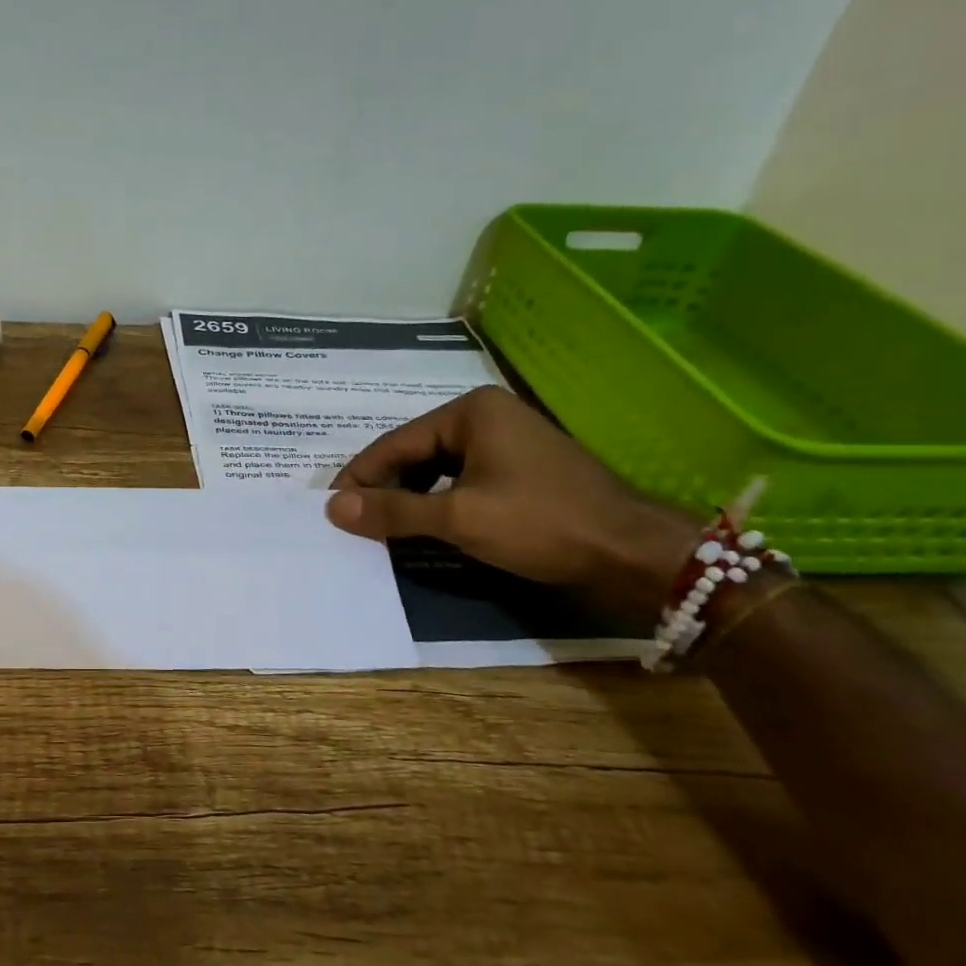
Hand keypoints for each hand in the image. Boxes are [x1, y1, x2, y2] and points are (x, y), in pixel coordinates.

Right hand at [327, 387, 697, 619]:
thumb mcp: (459, 518)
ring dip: (408, 496)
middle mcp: (486, 415)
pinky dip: (438, 501)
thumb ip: (393, 511)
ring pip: (437, 467)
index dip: (359, 477)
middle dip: (383, 487)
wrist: (636, 554)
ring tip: (380, 525)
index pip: (395, 443)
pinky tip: (423, 524)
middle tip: (352, 520)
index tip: (330, 507)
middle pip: (415, 452)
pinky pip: (461, 478)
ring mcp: (507, 441)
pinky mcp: (521, 468)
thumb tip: (331, 508)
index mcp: (470, 412)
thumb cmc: (542, 524)